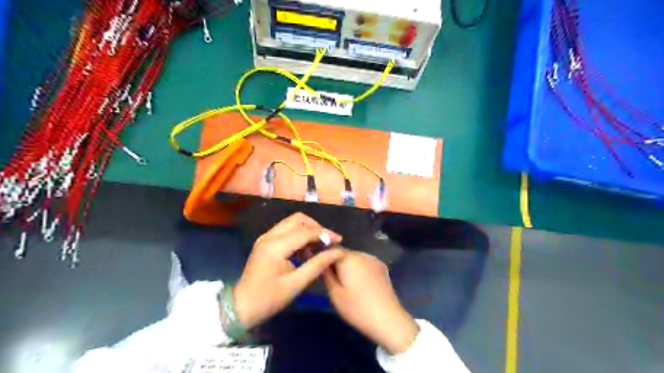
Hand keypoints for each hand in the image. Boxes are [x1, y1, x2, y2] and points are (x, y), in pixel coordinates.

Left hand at [233, 213, 344, 328]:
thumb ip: (317, 265)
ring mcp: (266, 237)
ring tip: (318, 246)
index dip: (324, 233)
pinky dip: (299, 234)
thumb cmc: (269, 298)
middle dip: (316, 227)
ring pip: (291, 222)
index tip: (339, 240)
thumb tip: (336, 252)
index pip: (305, 232)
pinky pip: (285, 230)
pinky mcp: (265, 241)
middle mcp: (269, 236)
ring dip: (307, 230)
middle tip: (327, 241)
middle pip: (298, 219)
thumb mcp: (296, 284)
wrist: (241, 306)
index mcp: (276, 246)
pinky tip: (305, 249)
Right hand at [323, 253, 419, 352]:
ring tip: (345, 283)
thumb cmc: (358, 309)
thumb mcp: (335, 295)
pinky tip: (358, 283)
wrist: (388, 320)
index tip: (317, 267)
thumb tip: (320, 264)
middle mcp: (362, 254)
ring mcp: (374, 260)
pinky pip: (364, 263)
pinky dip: (358, 269)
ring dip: (347, 266)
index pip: (331, 250)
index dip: (323, 257)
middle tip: (330, 279)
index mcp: (349, 259)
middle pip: (343, 253)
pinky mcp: (382, 267)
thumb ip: (326, 276)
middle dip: (335, 262)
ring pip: (354, 258)